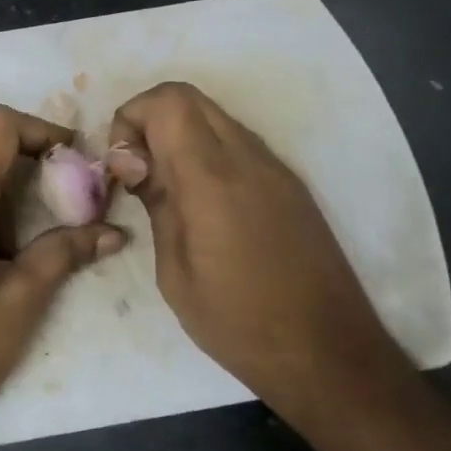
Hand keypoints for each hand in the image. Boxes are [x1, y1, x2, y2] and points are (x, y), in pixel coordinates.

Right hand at [105, 83, 392, 414]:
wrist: (328, 354)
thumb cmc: (238, 323)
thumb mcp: (175, 271)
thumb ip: (156, 202)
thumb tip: (132, 161)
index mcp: (213, 179)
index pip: (166, 102)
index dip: (131, 119)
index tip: (122, 167)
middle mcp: (248, 158)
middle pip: (188, 96)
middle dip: (149, 119)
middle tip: (136, 171)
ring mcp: (275, 167)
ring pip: (214, 116)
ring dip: (179, 134)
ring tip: (164, 188)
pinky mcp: (290, 183)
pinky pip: (237, 142)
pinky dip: (206, 151)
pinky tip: (200, 202)